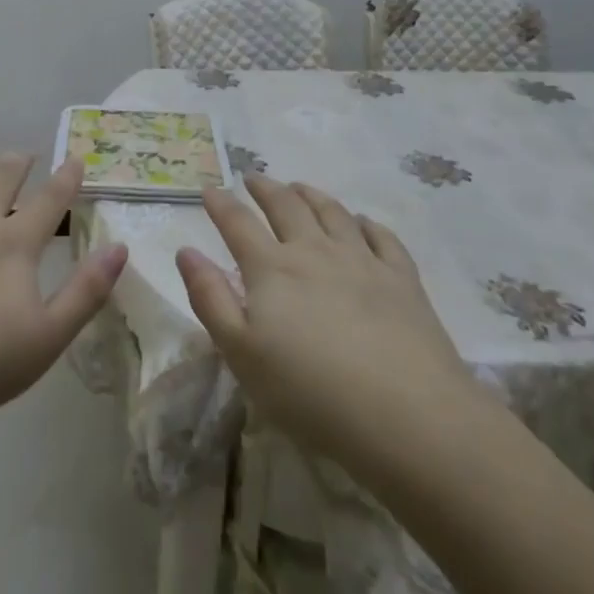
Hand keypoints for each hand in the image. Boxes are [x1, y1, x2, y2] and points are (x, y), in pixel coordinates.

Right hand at [177, 175, 480, 472]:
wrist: (407, 416)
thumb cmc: (310, 392)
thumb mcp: (241, 353)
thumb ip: (210, 298)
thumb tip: (186, 251)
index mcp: (272, 269)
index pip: (238, 223)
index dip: (221, 204)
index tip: (210, 190)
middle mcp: (315, 252)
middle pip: (286, 206)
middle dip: (266, 188)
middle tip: (254, 178)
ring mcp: (363, 261)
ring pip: (333, 213)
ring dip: (311, 195)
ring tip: (300, 187)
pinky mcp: (403, 280)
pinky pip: (382, 238)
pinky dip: (367, 223)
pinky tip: (362, 222)